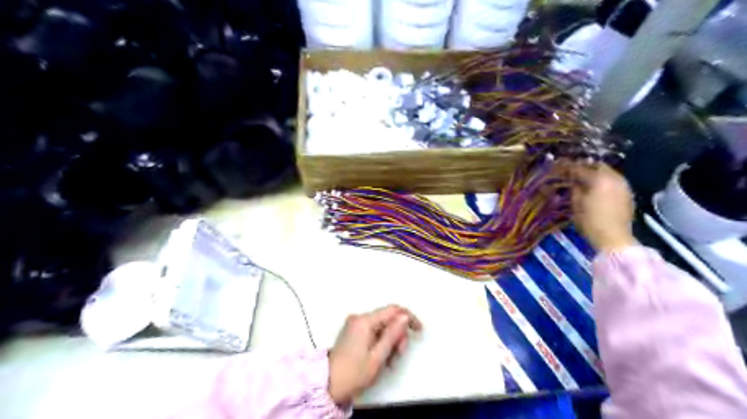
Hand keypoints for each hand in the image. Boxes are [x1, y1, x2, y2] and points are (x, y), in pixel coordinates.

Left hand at [328, 304, 418, 405]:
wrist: (329, 385)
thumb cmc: (355, 373)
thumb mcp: (378, 356)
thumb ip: (392, 334)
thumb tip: (404, 316)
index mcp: (364, 321)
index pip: (392, 310)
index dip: (408, 317)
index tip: (418, 330)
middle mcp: (359, 318)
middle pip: (387, 319)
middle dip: (397, 335)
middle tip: (399, 355)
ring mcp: (355, 324)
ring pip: (382, 326)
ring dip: (390, 341)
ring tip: (389, 361)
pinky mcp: (353, 331)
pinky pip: (373, 331)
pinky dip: (381, 342)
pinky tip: (382, 357)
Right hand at [569, 162, 638, 251]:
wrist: (614, 239)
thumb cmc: (591, 222)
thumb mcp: (577, 205)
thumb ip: (575, 190)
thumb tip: (574, 182)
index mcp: (599, 179)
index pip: (582, 169)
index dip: (571, 168)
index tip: (563, 169)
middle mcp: (614, 178)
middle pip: (599, 166)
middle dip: (587, 167)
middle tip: (575, 172)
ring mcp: (623, 186)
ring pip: (609, 173)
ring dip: (597, 174)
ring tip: (586, 180)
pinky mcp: (628, 195)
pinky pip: (614, 182)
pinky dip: (605, 182)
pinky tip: (598, 189)